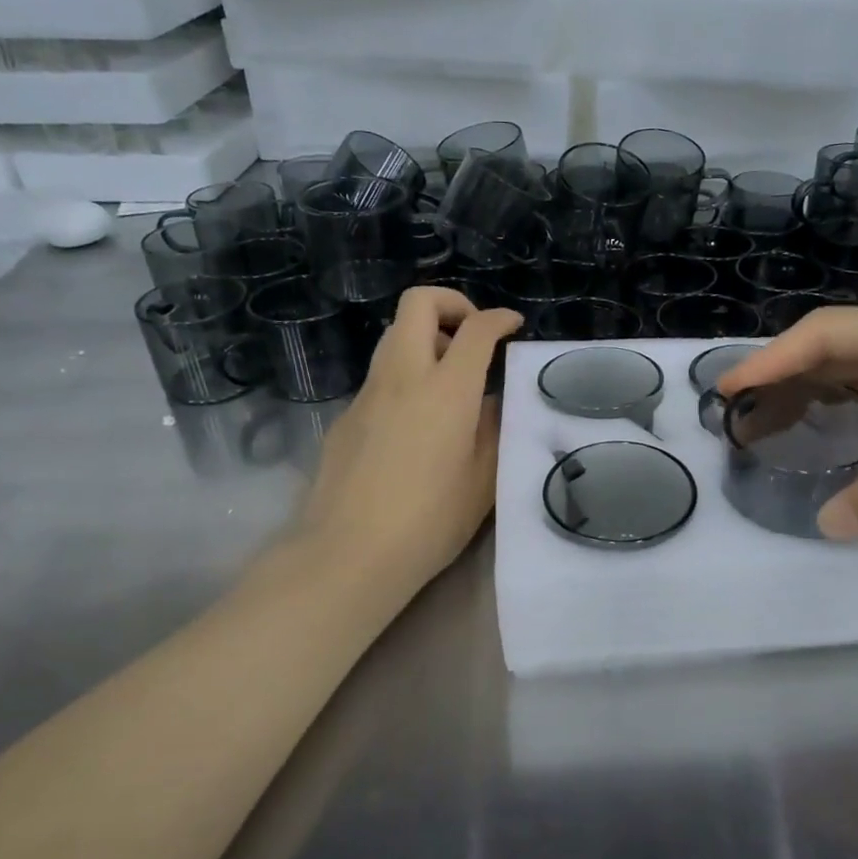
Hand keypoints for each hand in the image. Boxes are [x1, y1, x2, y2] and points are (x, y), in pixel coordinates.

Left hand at [295, 288, 520, 594]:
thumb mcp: (484, 480)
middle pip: (418, 304)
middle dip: (451, 304)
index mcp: (447, 389)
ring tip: (448, 380)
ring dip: (425, 339)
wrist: (348, 553)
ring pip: (393, 337)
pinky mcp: (345, 417)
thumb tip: (489, 403)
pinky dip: (404, 378)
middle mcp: (403, 377)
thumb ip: (493, 430)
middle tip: (471, 336)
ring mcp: (367, 394)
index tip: (512, 326)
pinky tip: (415, 424)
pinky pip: (379, 378)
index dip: (499, 318)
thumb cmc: (430, 521)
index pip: (476, 329)